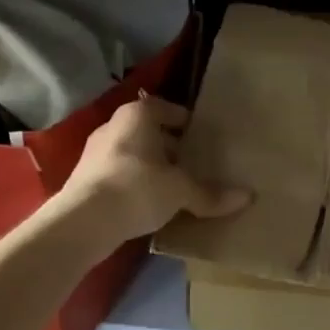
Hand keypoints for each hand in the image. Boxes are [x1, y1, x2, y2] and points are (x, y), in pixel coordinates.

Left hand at [55, 96, 249, 245]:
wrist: (82, 222)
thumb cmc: (137, 188)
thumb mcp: (181, 191)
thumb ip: (210, 193)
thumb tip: (248, 197)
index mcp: (137, 115)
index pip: (165, 107)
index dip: (184, 120)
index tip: (201, 135)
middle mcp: (113, 126)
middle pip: (149, 131)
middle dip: (170, 145)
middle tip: (193, 162)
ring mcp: (95, 153)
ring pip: (133, 153)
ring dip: (152, 166)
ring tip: (175, 185)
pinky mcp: (84, 180)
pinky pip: (119, 174)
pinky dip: (135, 183)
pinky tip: (150, 203)